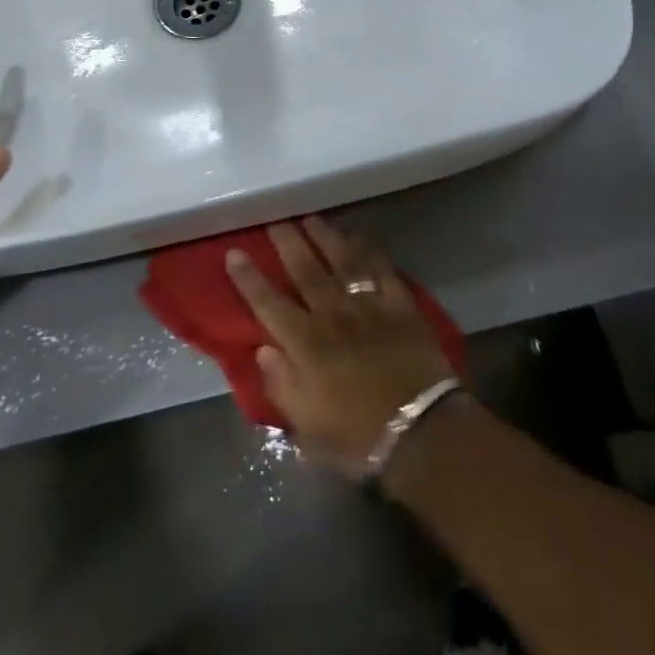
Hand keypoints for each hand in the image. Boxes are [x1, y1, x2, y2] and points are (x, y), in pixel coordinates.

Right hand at [226, 218, 455, 477]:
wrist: (420, 433)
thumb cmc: (356, 435)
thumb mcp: (306, 424)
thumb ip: (280, 383)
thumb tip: (263, 349)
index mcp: (305, 343)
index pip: (268, 302)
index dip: (249, 278)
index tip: (234, 253)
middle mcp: (332, 315)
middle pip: (305, 270)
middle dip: (287, 243)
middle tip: (275, 220)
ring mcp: (368, 306)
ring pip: (343, 261)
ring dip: (325, 237)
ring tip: (312, 219)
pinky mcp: (401, 306)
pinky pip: (382, 270)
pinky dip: (369, 251)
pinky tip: (359, 239)